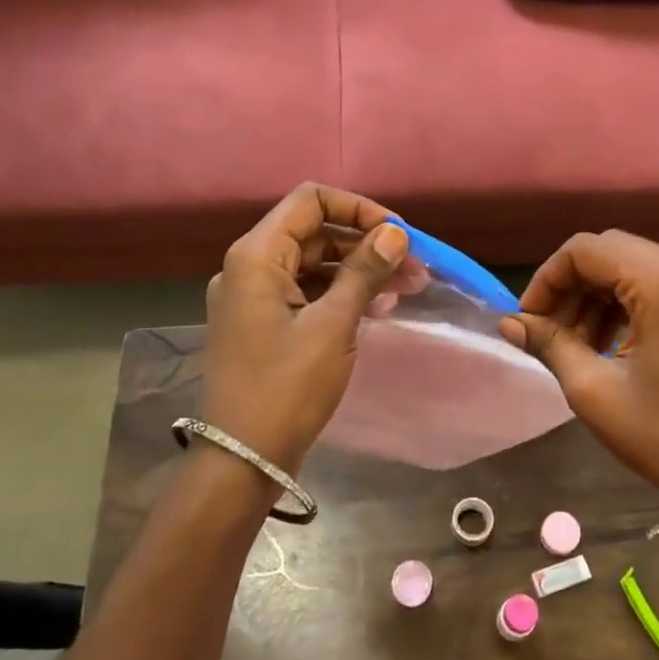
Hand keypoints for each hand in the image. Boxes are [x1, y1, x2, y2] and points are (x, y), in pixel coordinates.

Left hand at [200, 184, 410, 474]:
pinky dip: (341, 294)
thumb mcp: (333, 325)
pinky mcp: (263, 322)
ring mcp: (253, 296)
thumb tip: (396, 233)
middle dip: (367, 245)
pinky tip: (377, 309)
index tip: (398, 235)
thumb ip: (364, 272)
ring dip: (359, 271)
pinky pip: (306, 292)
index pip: (310, 201)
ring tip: (406, 290)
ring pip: (314, 264)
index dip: (358, 209)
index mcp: (257, 256)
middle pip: (314, 233)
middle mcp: (249, 266)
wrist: (244, 458)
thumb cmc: (287, 387)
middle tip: (414, 269)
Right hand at [502, 231, 658, 506]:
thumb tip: (508, 323)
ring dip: (595, 295)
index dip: (548, 278)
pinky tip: (606, 342)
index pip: (587, 250)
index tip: (528, 319)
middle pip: (610, 251)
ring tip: (575, 343)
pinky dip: (623, 303)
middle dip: (570, 285)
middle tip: (547, 330)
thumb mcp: (593, 390)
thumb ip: (549, 344)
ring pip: (631, 266)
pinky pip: (655, 284)